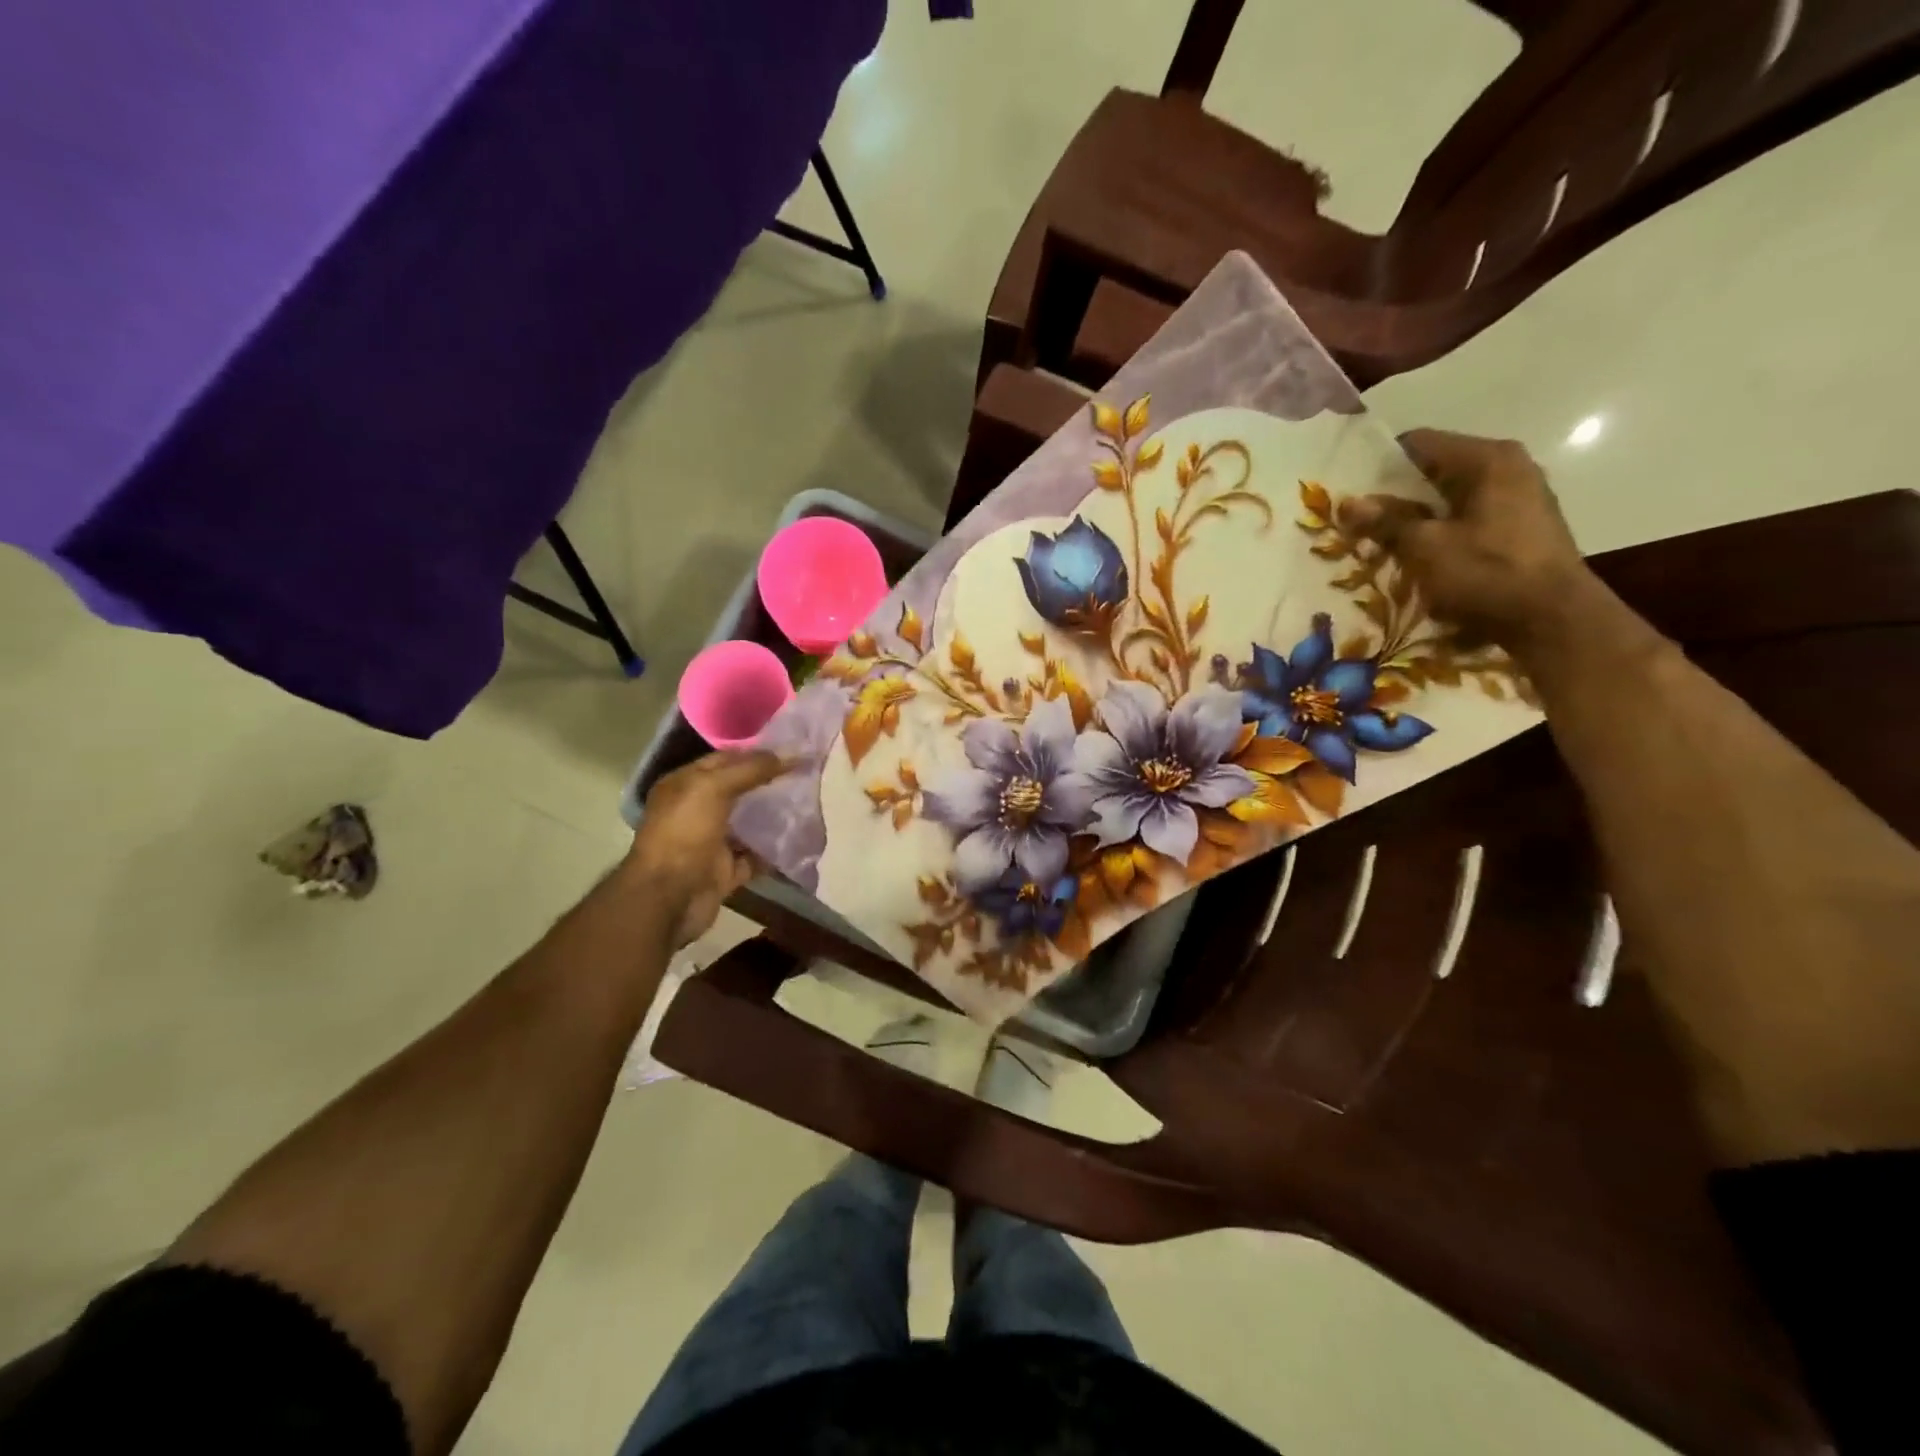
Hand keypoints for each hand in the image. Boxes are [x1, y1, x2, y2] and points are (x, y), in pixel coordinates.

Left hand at [625, 751, 786, 946]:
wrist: (670, 897)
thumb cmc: (684, 833)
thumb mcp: (713, 788)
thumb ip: (751, 769)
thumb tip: (790, 754)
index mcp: (684, 785)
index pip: (724, 760)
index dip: (756, 753)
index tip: (792, 749)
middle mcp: (695, 811)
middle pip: (738, 790)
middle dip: (768, 782)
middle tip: (805, 773)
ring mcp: (710, 842)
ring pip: (748, 823)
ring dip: (773, 815)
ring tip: (807, 801)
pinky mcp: (725, 871)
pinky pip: (755, 856)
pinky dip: (773, 850)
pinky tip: (799, 837)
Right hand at [1337, 430, 1594, 654]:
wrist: (1552, 619)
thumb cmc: (1486, 573)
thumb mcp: (1425, 547)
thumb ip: (1386, 522)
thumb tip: (1349, 503)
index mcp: (1487, 459)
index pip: (1419, 443)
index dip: (1380, 464)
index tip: (1351, 489)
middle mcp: (1508, 466)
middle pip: (1436, 469)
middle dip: (1396, 494)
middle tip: (1359, 519)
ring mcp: (1520, 496)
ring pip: (1451, 496)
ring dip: (1418, 516)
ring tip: (1384, 540)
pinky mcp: (1522, 526)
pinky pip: (1469, 516)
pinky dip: (1442, 529)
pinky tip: (1421, 554)